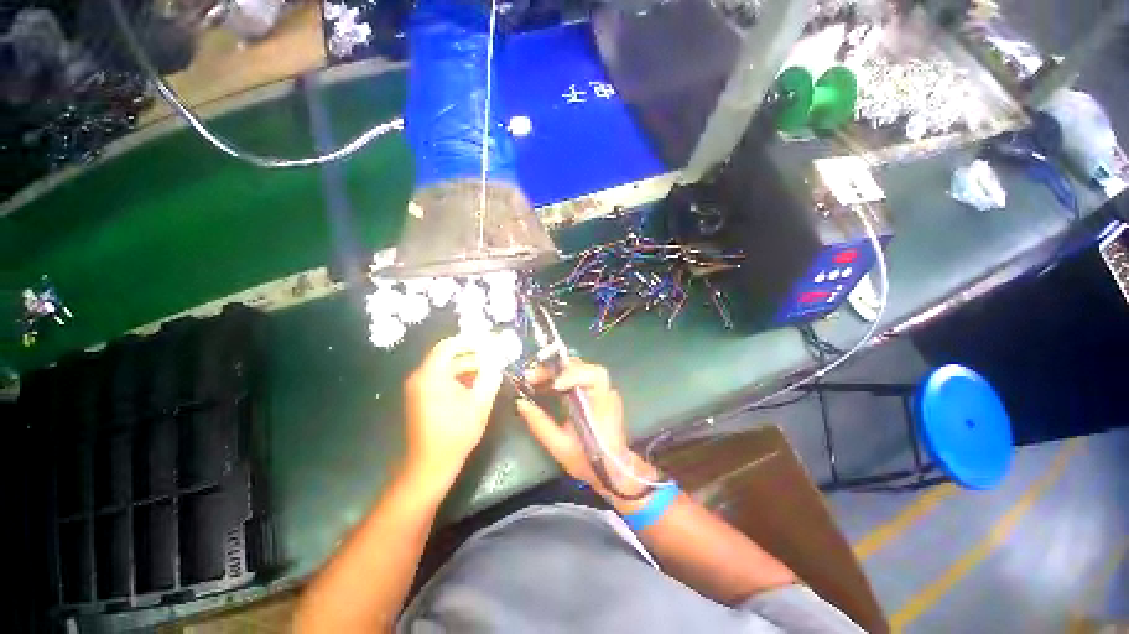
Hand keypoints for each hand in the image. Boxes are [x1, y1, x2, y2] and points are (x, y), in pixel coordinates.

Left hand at [404, 336, 503, 486]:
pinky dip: (459, 377)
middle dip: (473, 354)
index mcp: (431, 376)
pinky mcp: (421, 397)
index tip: (490, 342)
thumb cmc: (455, 434)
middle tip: (494, 356)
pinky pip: (441, 378)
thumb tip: (497, 359)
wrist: (430, 466)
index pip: (449, 345)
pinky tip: (476, 383)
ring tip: (490, 370)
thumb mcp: (479, 403)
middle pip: (448, 355)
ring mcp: (419, 388)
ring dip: (468, 366)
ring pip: (446, 367)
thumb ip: (490, 377)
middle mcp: (420, 377)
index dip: (470, 340)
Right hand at [516, 360, 658, 502]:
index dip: (572, 374)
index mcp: (601, 403)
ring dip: (558, 371)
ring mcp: (603, 390)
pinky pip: (580, 377)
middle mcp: (605, 391)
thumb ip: (539, 423)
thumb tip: (520, 402)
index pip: (593, 375)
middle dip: (557, 368)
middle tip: (533, 375)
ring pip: (581, 369)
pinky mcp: (598, 393)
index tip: (551, 383)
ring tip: (537, 378)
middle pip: (584, 367)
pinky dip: (563, 377)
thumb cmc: (588, 460)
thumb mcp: (559, 446)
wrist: (612, 470)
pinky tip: (548, 384)